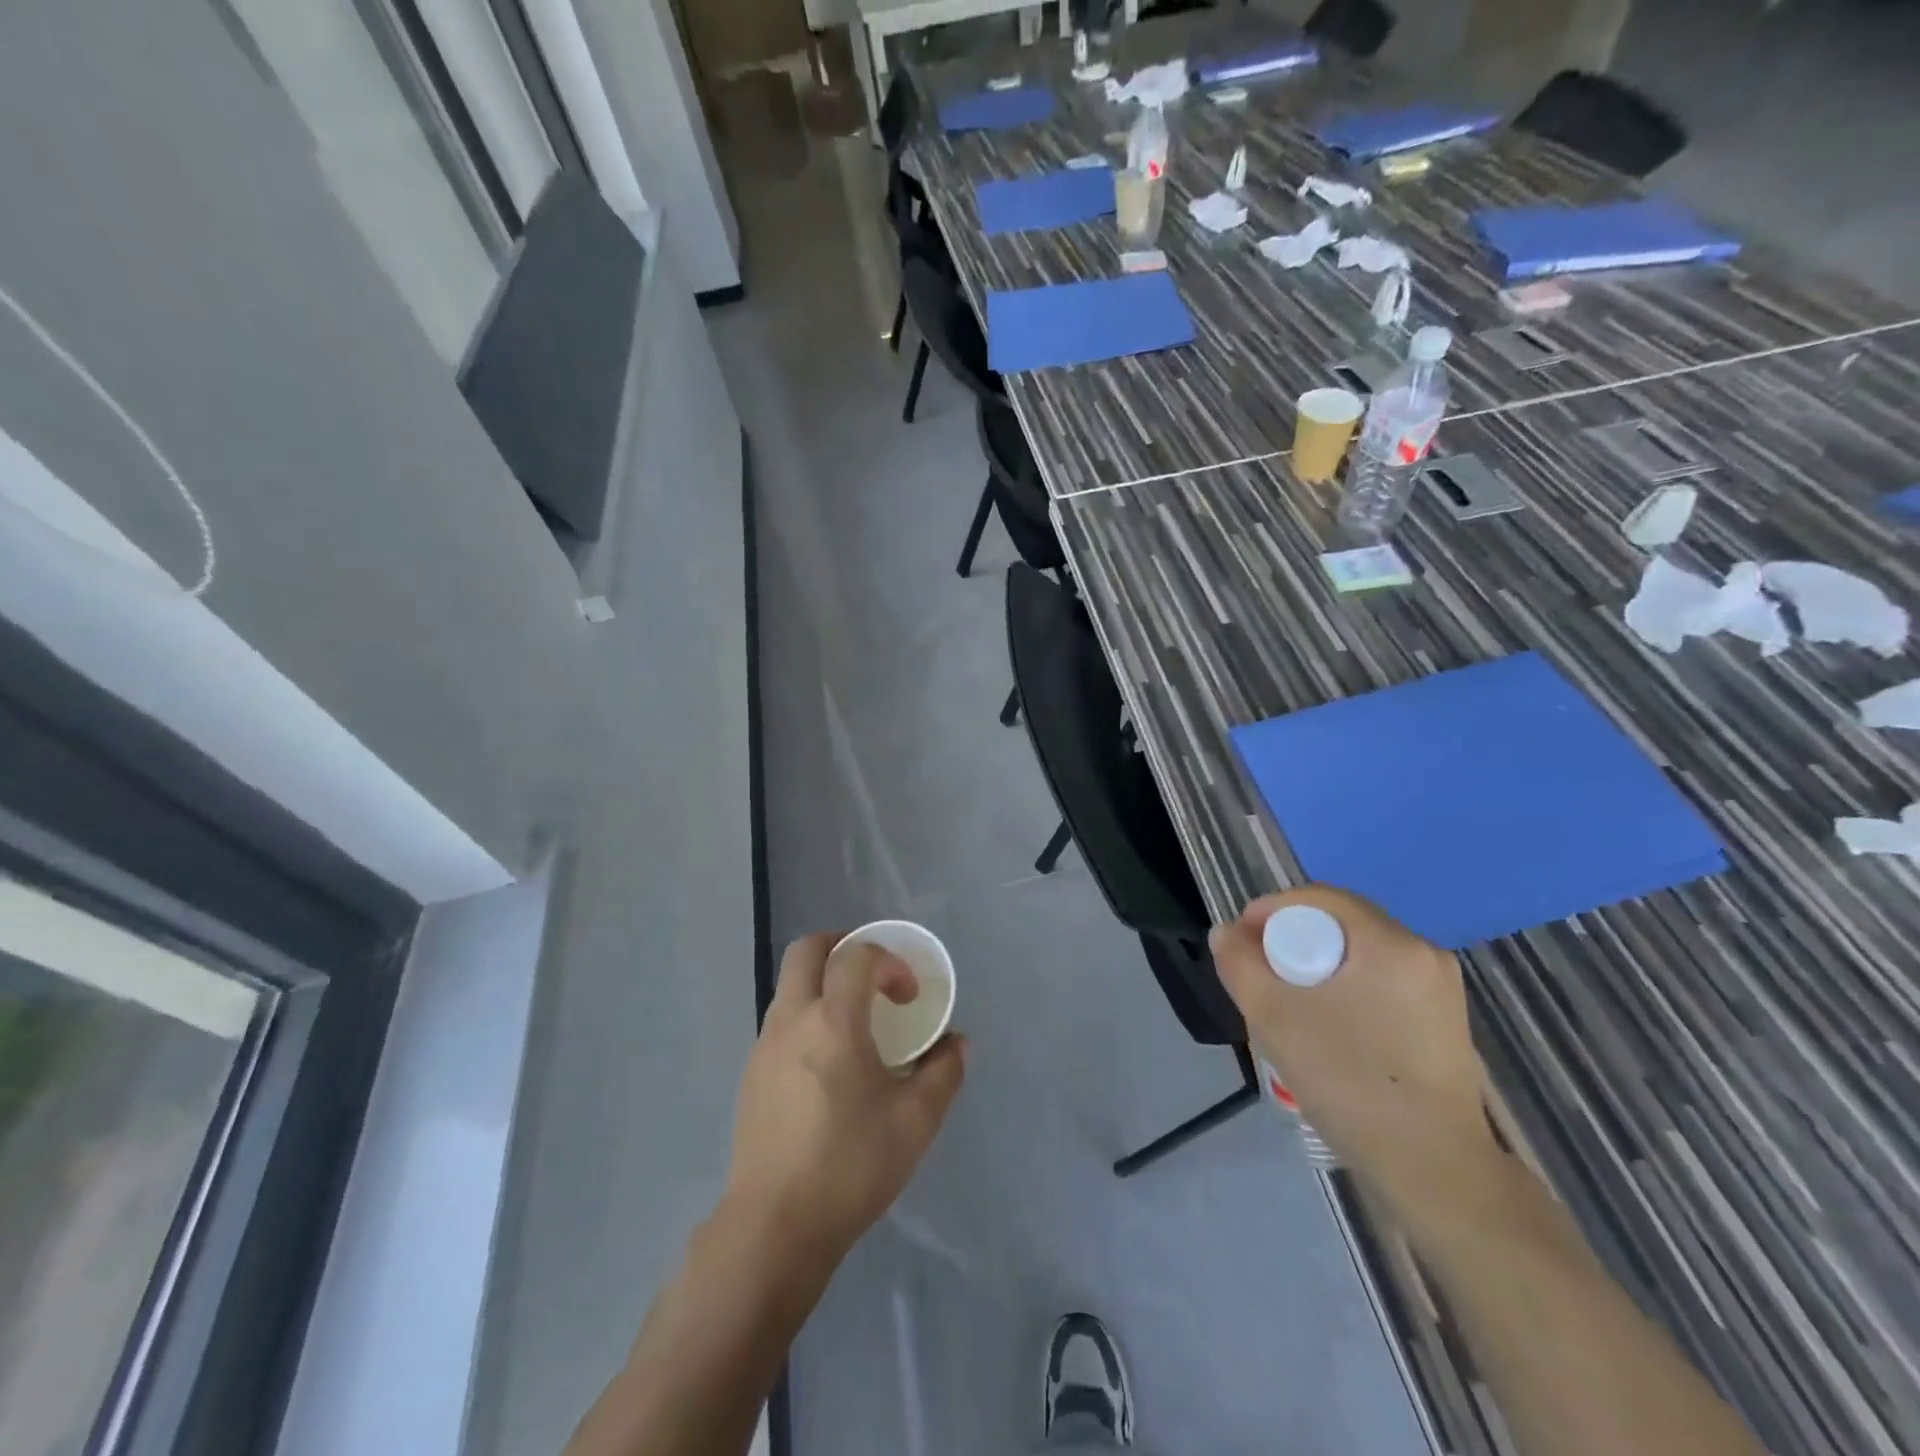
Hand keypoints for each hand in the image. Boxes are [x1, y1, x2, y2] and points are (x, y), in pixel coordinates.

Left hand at [725, 933, 965, 1264]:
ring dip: (823, 983)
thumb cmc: (850, 1166)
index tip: (908, 997)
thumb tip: (955, 1043)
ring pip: (790, 985)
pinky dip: (808, 1017)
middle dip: (843, 946)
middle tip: (873, 973)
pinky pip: (781, 1021)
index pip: (857, 956)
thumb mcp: (915, 1122)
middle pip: (807, 950)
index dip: (890, 963)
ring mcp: (764, 1046)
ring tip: (854, 1023)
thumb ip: (943, 1072)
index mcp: (833, 1021)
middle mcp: (792, 1020)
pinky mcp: (751, 1074)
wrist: (774, 1227)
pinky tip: (828, 1065)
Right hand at [1209, 887, 1495, 1214]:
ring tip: (1290, 1004)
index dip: (1270, 910)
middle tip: (1261, 974)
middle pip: (1341, 923)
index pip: (1318, 898)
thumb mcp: (1273, 1016)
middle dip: (1292, 939)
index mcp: (1390, 942)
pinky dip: (1346, 989)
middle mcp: (1423, 953)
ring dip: (1318, 966)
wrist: (1434, 1169)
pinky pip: (1381, 982)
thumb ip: (1239, 963)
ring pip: (1360, 955)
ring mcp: (1441, 988)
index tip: (1241, 942)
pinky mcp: (1445, 1021)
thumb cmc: (1349, 1081)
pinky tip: (1330, 1028)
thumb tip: (1227, 933)